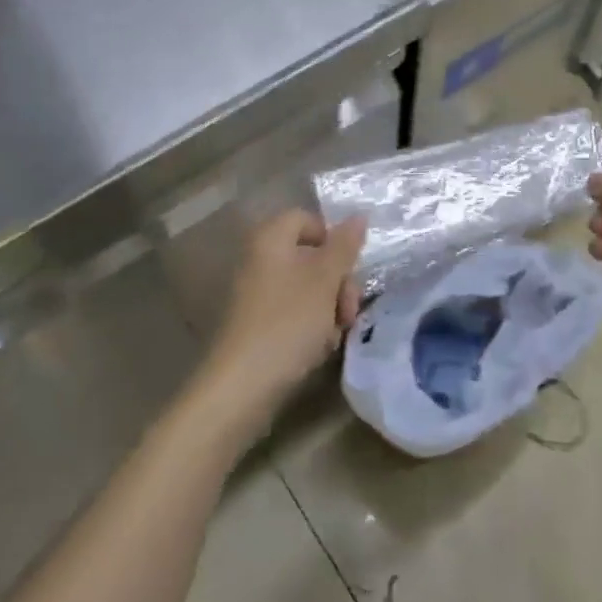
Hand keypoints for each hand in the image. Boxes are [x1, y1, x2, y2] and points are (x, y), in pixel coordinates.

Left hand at [197, 210, 365, 430]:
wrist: (241, 386)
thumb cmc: (287, 322)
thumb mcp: (325, 280)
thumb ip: (345, 246)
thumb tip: (359, 215)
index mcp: (271, 238)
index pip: (308, 220)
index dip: (333, 239)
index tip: (349, 268)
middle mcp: (260, 259)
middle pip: (311, 255)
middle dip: (337, 281)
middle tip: (349, 310)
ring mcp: (256, 294)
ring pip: (306, 288)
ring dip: (329, 308)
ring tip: (335, 334)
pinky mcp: (257, 325)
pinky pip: (293, 313)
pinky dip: (311, 326)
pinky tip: (319, 348)